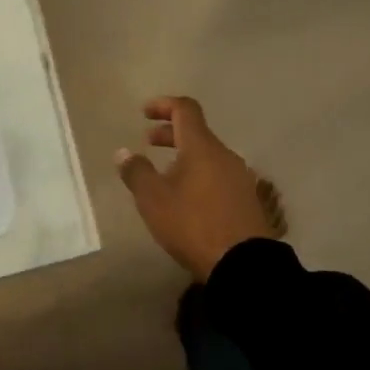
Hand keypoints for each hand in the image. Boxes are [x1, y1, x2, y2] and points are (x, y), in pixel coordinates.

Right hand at [116, 96, 277, 280]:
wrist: (243, 263)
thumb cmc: (192, 224)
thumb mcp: (153, 200)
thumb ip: (136, 172)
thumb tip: (123, 152)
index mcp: (202, 147)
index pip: (185, 109)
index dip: (164, 105)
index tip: (144, 113)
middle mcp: (224, 155)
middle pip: (197, 132)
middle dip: (170, 133)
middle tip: (148, 142)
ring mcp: (239, 177)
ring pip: (208, 155)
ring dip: (184, 156)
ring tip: (164, 174)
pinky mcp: (246, 199)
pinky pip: (217, 174)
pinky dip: (198, 173)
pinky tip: (186, 197)